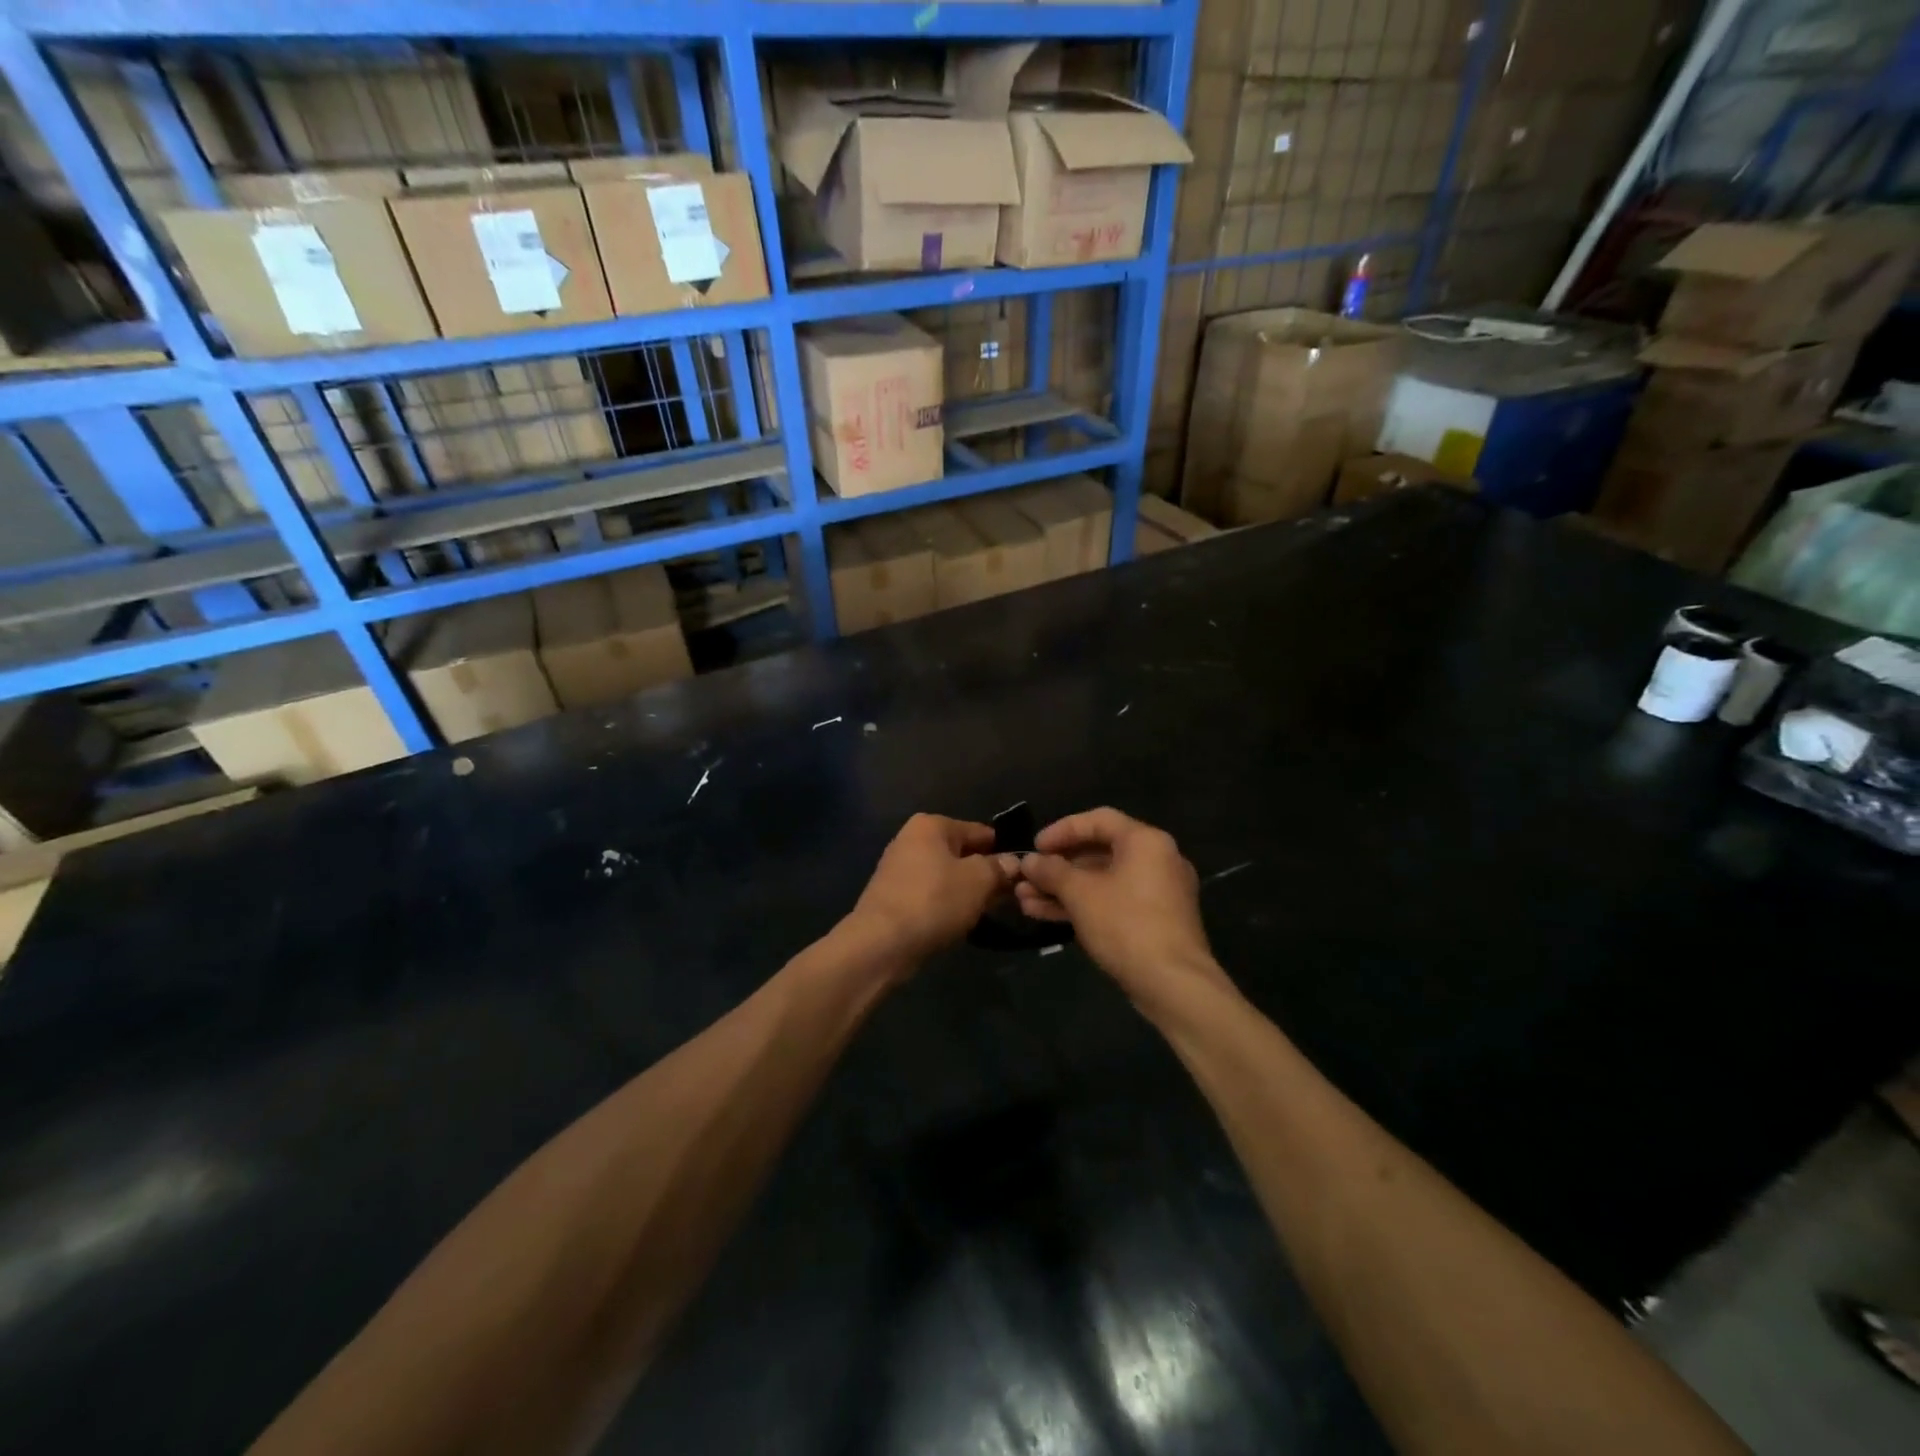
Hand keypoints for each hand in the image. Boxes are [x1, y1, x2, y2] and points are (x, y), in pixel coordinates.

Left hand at [846, 814, 1019, 969]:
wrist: (881, 944)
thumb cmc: (934, 901)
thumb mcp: (979, 881)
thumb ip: (999, 868)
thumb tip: (1013, 862)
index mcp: (931, 824)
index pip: (980, 831)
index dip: (1003, 852)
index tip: (1022, 874)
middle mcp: (911, 839)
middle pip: (961, 853)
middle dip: (985, 873)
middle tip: (1009, 896)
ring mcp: (898, 868)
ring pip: (946, 875)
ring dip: (967, 891)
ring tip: (988, 911)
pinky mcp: (892, 896)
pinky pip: (930, 894)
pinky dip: (946, 904)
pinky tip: (960, 920)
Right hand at [1016, 808, 1223, 1001]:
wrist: (1173, 984)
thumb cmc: (1126, 925)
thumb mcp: (1080, 894)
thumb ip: (1051, 871)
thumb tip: (1029, 861)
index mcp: (1145, 841)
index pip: (1098, 820)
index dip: (1061, 830)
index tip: (1034, 847)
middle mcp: (1157, 859)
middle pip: (1099, 852)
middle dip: (1057, 867)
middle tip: (1026, 878)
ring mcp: (1158, 893)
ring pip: (1102, 881)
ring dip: (1063, 889)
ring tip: (1025, 901)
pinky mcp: (1154, 921)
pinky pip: (1113, 902)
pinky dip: (1083, 905)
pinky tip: (1047, 915)